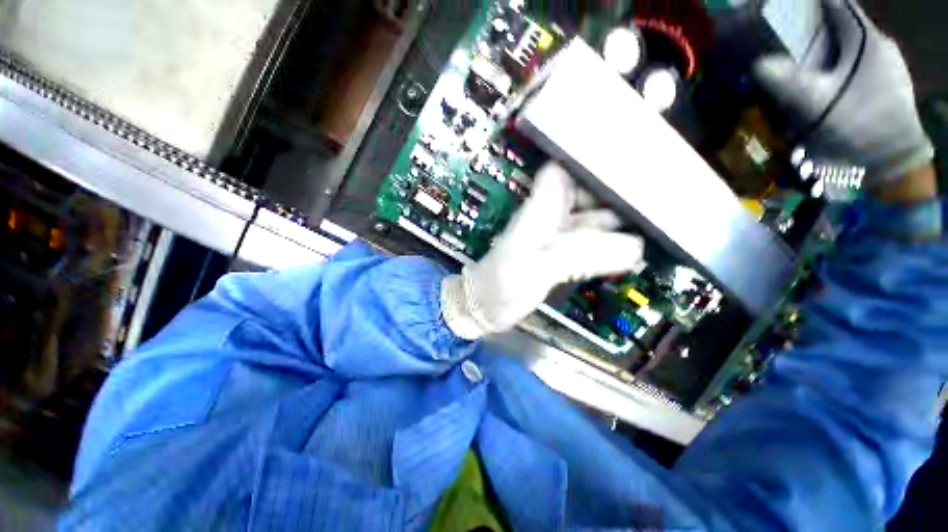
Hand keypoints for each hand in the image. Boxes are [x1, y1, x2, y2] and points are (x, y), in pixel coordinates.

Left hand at [441, 163, 644, 339]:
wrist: (485, 306)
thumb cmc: (503, 282)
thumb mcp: (540, 265)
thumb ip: (583, 253)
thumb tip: (636, 247)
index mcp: (544, 208)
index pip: (569, 168)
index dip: (596, 161)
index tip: (634, 159)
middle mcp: (553, 217)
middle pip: (591, 194)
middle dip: (623, 194)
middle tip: (665, 198)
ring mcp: (558, 238)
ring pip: (595, 222)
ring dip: (622, 224)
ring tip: (662, 224)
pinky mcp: (561, 258)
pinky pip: (592, 246)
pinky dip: (612, 247)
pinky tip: (634, 254)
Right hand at [755, 0, 933, 184]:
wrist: (892, 164)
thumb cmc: (857, 127)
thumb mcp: (814, 103)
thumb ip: (785, 80)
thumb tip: (756, 65)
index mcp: (865, 39)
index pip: (837, 5)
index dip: (811, 3)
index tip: (786, 10)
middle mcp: (878, 45)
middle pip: (842, 26)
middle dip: (815, 30)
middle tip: (787, 41)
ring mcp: (886, 66)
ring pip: (849, 47)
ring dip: (827, 50)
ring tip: (802, 64)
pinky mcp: (887, 86)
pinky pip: (857, 65)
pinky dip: (839, 67)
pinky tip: (826, 83)